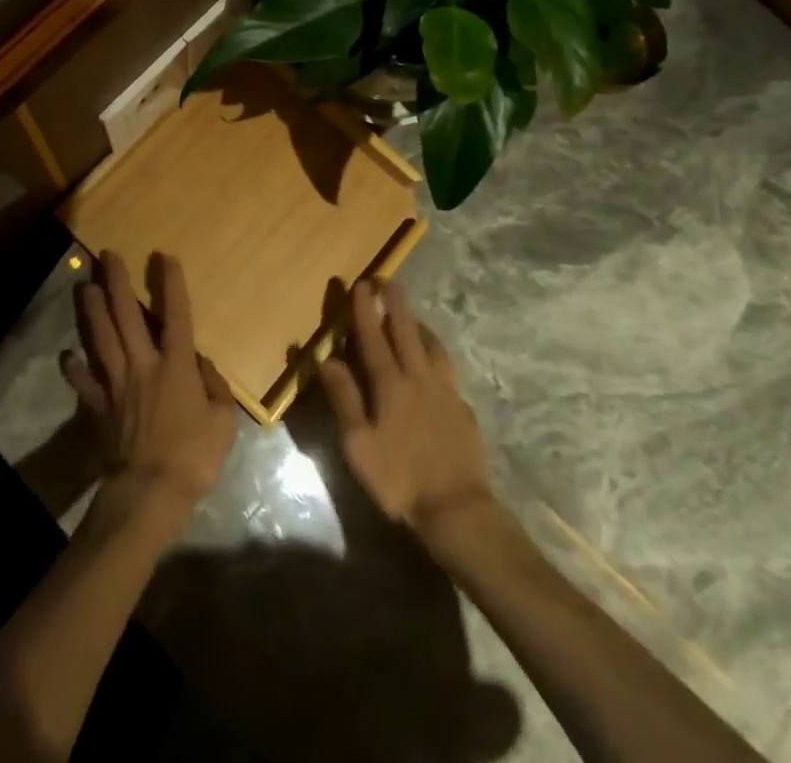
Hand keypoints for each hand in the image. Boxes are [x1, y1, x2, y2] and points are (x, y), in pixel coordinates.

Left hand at [61, 252, 237, 534]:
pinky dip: (74, 369)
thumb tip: (203, 365)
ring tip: (84, 286)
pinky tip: (67, 355)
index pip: (176, 316)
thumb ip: (215, 388)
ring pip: (101, 338)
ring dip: (92, 310)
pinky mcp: (98, 406)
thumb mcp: (223, 422)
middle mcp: (142, 365)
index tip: (164, 257)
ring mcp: (116, 384)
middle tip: (107, 255)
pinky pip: (83, 382)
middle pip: (126, 316)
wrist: (150, 492)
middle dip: (117, 282)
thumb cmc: (193, 456)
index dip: (171, 284)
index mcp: (175, 366)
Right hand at [319, 278, 498, 541]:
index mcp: (390, 384)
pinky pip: (448, 370)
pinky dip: (436, 355)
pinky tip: (435, 364)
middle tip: (388, 279)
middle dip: (395, 303)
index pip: (373, 337)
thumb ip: (344, 399)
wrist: (458, 510)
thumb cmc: (399, 479)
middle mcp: (419, 379)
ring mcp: (446, 392)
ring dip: (419, 325)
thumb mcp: (358, 445)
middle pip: (406, 331)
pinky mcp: (463, 409)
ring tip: (412, 316)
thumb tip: (326, 359)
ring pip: (432, 346)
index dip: (365, 310)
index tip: (360, 284)